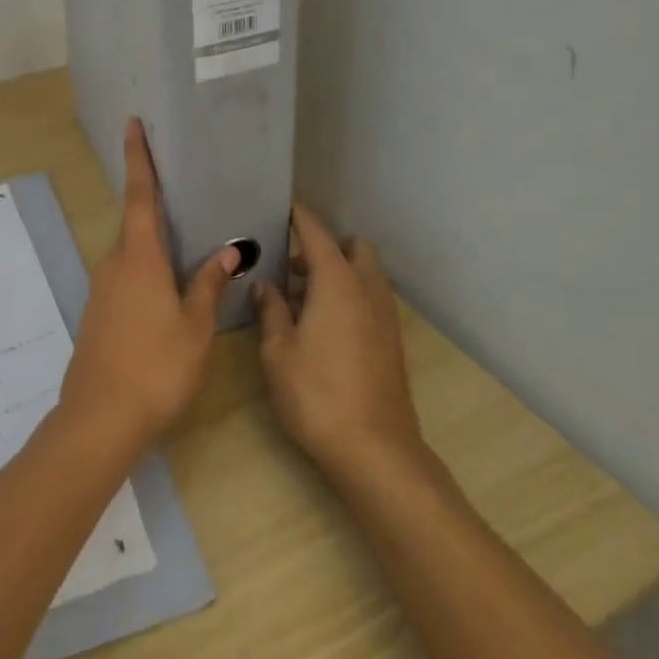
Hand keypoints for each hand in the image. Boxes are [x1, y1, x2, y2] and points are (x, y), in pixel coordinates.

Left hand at [59, 119, 239, 451]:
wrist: (100, 419)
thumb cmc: (157, 367)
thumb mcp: (195, 327)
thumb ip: (208, 285)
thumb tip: (228, 250)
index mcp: (139, 259)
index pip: (141, 196)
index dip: (139, 159)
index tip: (132, 125)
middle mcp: (114, 265)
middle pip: (134, 223)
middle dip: (153, 203)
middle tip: (180, 188)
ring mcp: (102, 290)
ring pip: (130, 253)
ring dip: (152, 242)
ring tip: (184, 241)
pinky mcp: (98, 313)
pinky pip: (125, 276)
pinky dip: (145, 269)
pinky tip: (166, 287)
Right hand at [255, 204, 426, 481]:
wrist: (375, 450)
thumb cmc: (316, 394)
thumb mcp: (278, 351)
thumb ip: (272, 310)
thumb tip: (266, 285)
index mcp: (337, 283)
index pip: (318, 235)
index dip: (301, 218)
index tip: (284, 209)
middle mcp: (367, 290)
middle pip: (354, 248)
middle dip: (326, 247)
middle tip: (293, 266)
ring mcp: (386, 316)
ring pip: (366, 275)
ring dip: (339, 273)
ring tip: (303, 298)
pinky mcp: (392, 341)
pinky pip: (371, 299)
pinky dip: (351, 296)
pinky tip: (324, 325)